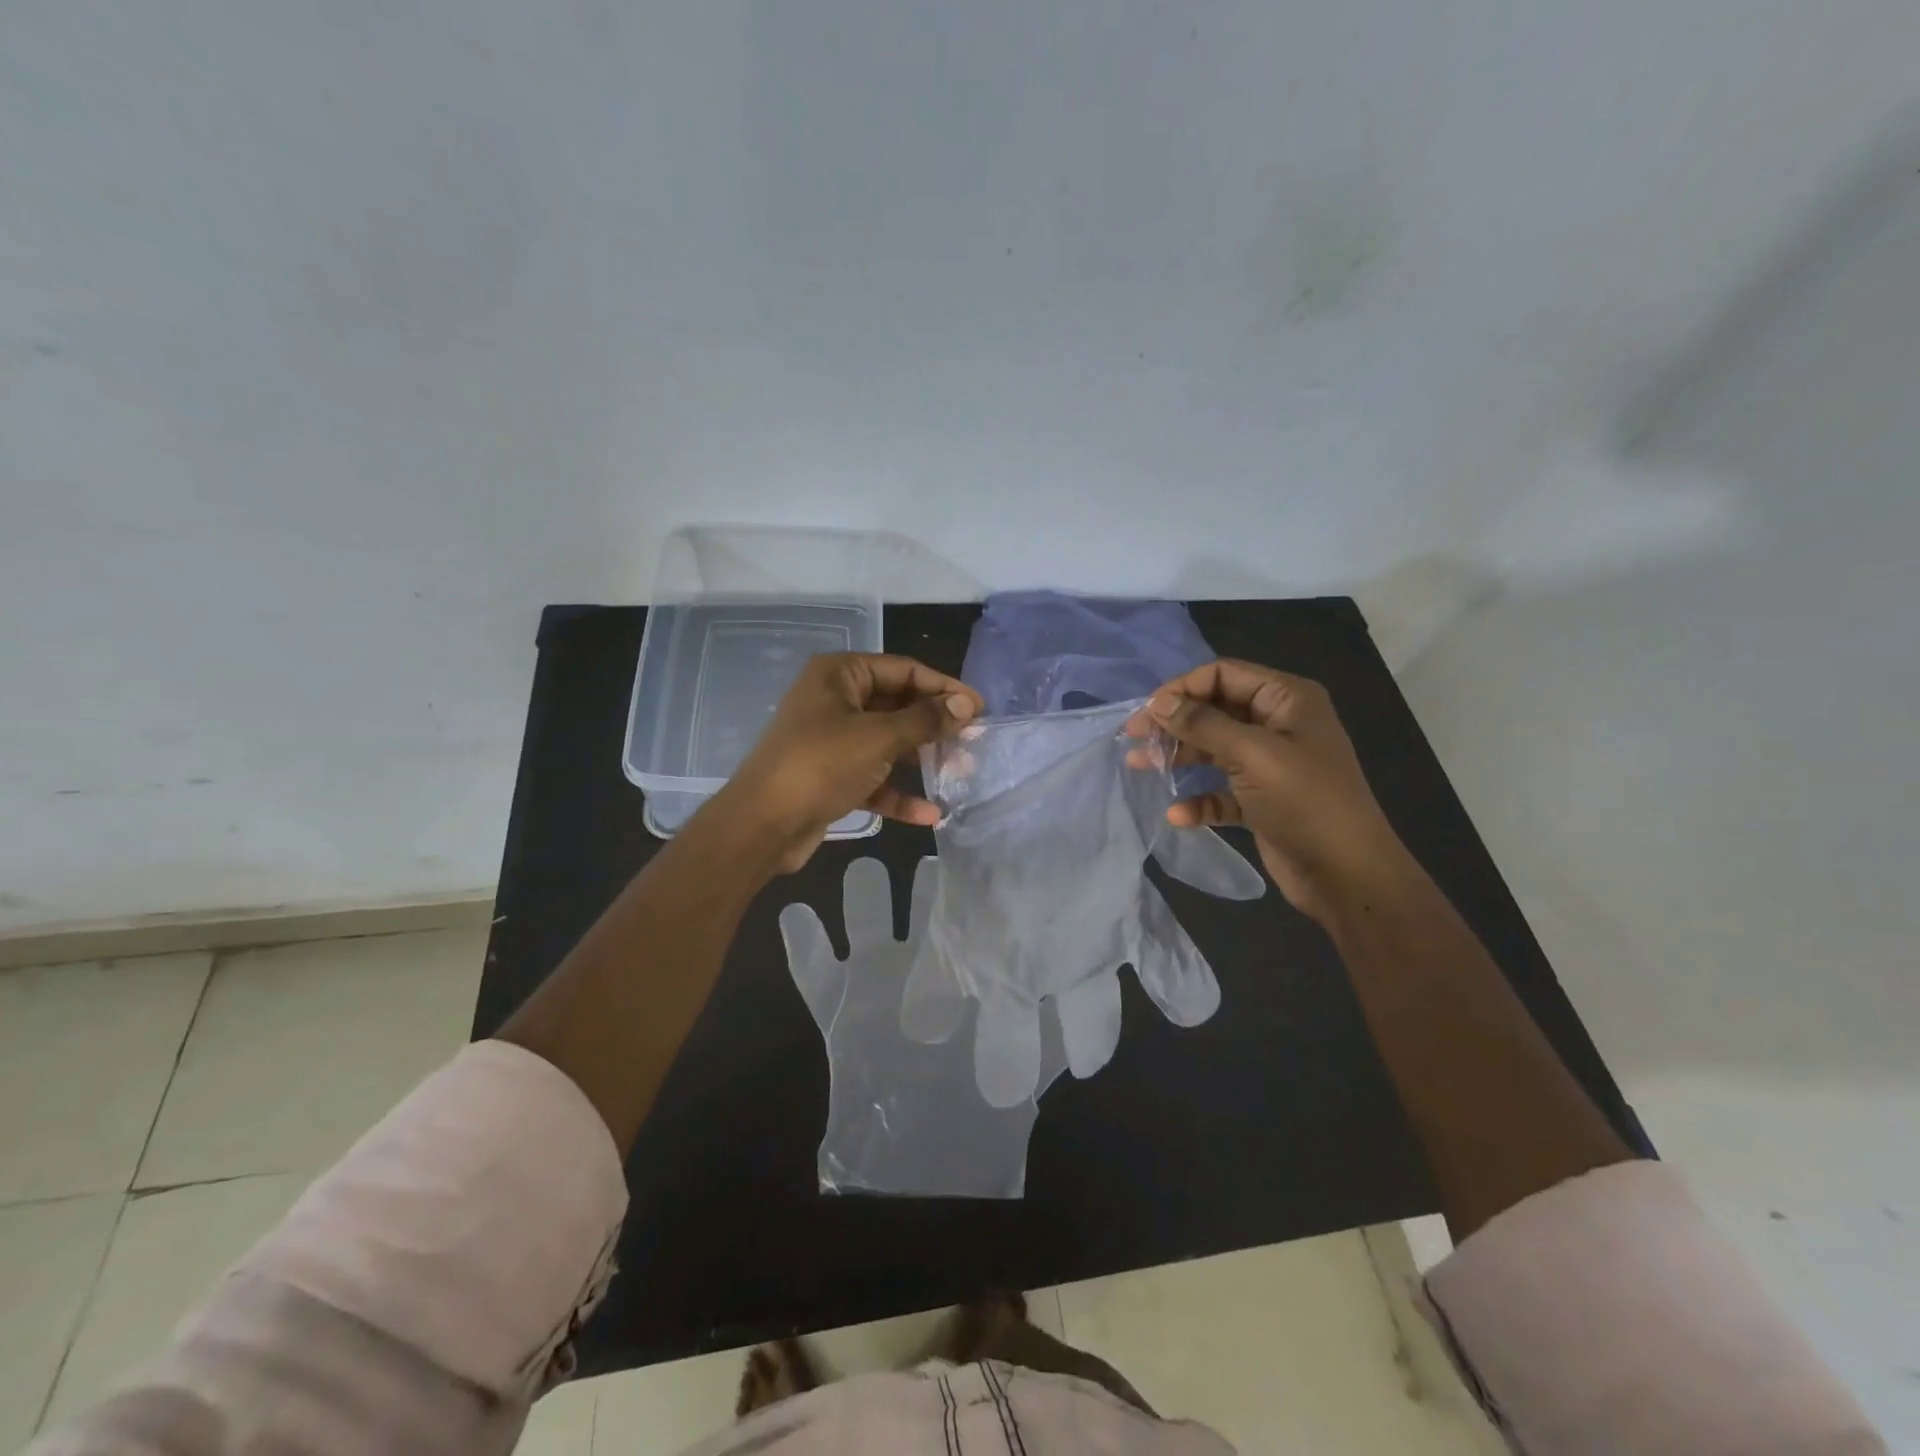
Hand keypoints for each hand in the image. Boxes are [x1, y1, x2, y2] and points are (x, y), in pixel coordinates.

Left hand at [718, 653, 981, 872]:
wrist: (762, 825)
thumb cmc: (821, 764)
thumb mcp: (879, 737)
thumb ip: (926, 720)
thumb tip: (966, 704)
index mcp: (840, 674)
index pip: (903, 670)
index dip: (944, 687)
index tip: (980, 708)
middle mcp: (836, 700)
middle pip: (897, 706)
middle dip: (935, 726)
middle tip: (973, 742)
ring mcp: (832, 740)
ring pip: (888, 743)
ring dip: (922, 759)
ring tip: (960, 774)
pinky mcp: (832, 776)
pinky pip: (874, 777)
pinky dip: (898, 792)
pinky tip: (929, 814)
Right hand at [1129, 660, 1411, 922]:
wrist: (1348, 875)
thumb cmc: (1305, 802)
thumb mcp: (1252, 755)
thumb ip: (1203, 724)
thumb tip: (1158, 702)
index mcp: (1287, 700)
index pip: (1223, 675)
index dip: (1182, 688)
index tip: (1147, 712)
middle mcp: (1278, 725)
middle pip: (1214, 711)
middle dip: (1175, 724)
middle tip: (1134, 739)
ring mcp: (1270, 764)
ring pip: (1213, 750)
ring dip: (1179, 758)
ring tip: (1140, 767)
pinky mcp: (1261, 800)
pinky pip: (1221, 790)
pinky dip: (1199, 799)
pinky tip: (1179, 815)